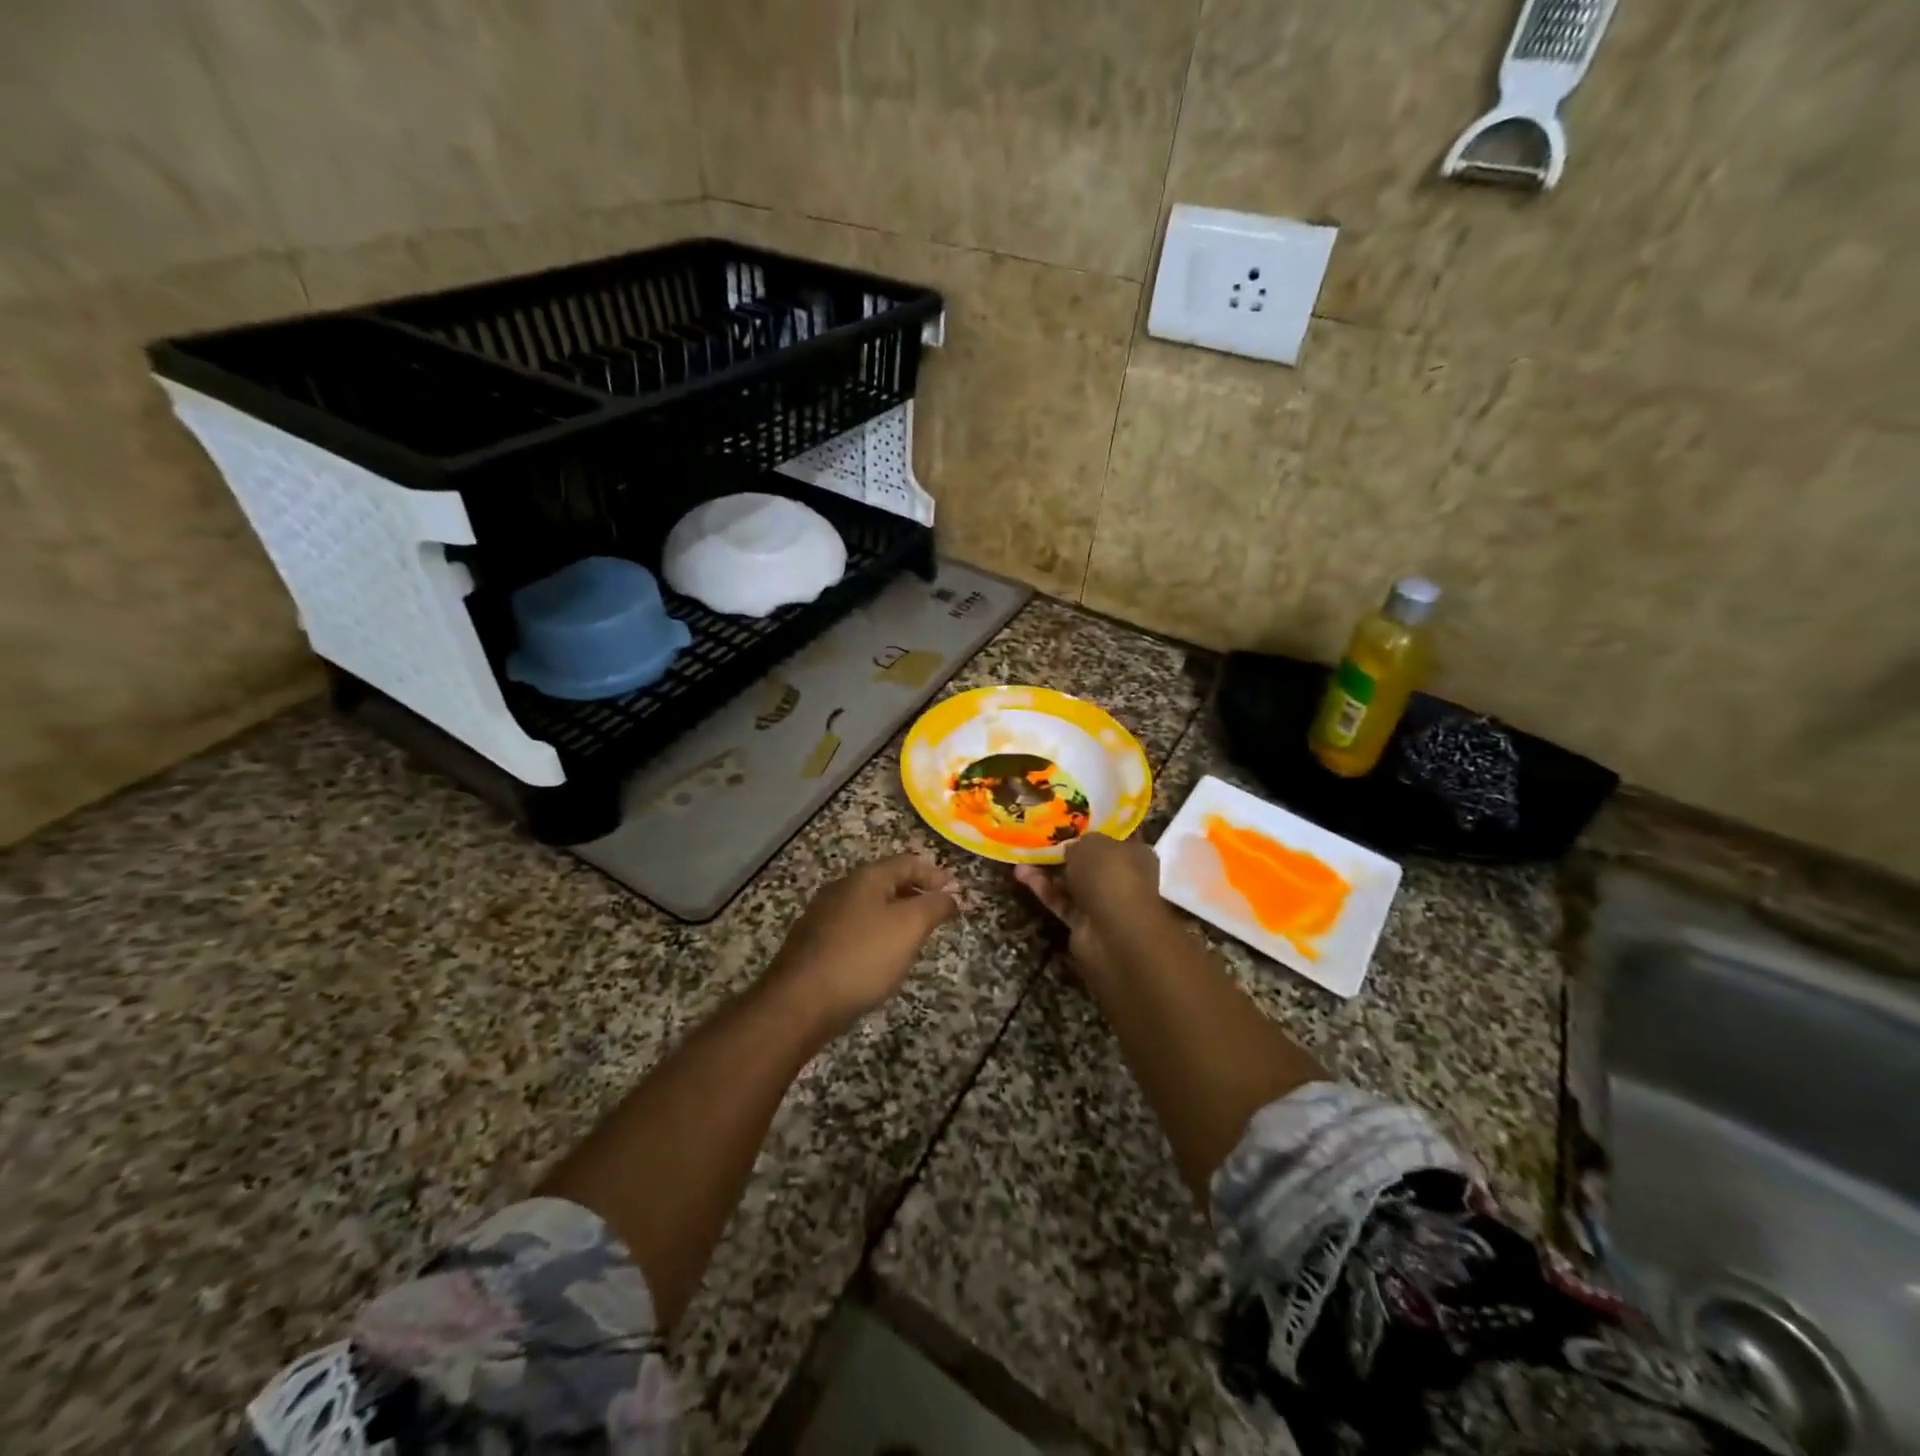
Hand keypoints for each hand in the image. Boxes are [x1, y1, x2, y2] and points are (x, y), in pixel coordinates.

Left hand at [769, 853, 960, 1031]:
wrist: (799, 1002)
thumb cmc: (862, 957)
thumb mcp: (909, 927)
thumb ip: (934, 906)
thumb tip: (950, 895)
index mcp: (865, 878)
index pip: (907, 862)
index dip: (934, 874)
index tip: (955, 891)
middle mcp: (841, 889)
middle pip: (886, 882)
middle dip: (915, 893)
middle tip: (937, 912)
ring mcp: (823, 916)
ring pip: (869, 906)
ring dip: (895, 914)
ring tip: (914, 936)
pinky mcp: (813, 944)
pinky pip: (853, 929)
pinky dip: (875, 934)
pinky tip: (880, 957)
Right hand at [1014, 832, 1168, 978]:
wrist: (1114, 932)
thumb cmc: (1110, 875)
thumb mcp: (1091, 843)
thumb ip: (1079, 841)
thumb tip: (1071, 848)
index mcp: (1135, 853)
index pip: (1113, 838)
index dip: (1091, 830)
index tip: (1067, 821)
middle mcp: (1123, 877)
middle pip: (1089, 861)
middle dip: (1064, 852)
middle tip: (1039, 838)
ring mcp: (1104, 902)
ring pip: (1072, 882)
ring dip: (1047, 870)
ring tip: (1022, 856)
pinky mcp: (1085, 923)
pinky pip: (1062, 901)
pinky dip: (1044, 889)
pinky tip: (1021, 875)